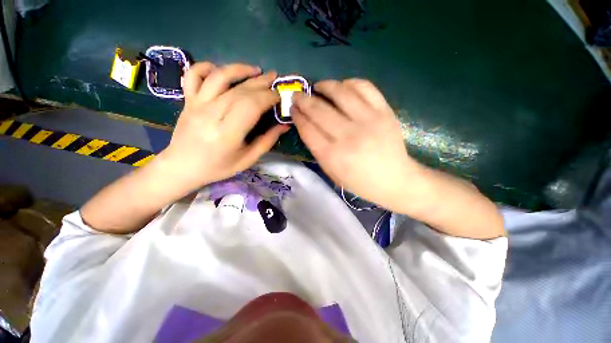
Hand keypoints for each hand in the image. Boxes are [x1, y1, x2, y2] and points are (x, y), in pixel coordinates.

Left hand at [160, 62, 288, 189]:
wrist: (182, 167)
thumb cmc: (218, 167)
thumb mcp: (248, 159)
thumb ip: (267, 141)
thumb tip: (284, 125)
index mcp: (228, 133)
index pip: (251, 105)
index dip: (268, 97)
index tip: (279, 96)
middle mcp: (212, 114)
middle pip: (240, 90)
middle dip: (261, 82)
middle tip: (275, 78)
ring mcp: (197, 104)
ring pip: (219, 77)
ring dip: (239, 69)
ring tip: (255, 70)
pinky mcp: (188, 100)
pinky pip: (194, 75)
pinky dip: (206, 67)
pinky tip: (220, 70)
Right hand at [292, 79, 418, 211]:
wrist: (394, 180)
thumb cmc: (359, 181)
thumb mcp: (332, 172)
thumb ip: (318, 150)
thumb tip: (307, 125)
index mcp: (333, 155)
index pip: (308, 129)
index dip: (297, 116)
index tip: (292, 109)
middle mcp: (348, 136)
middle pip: (319, 110)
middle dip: (303, 100)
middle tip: (297, 95)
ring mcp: (368, 121)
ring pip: (340, 93)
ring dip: (325, 86)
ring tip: (318, 86)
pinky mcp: (384, 112)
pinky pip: (365, 87)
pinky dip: (350, 83)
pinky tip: (343, 87)